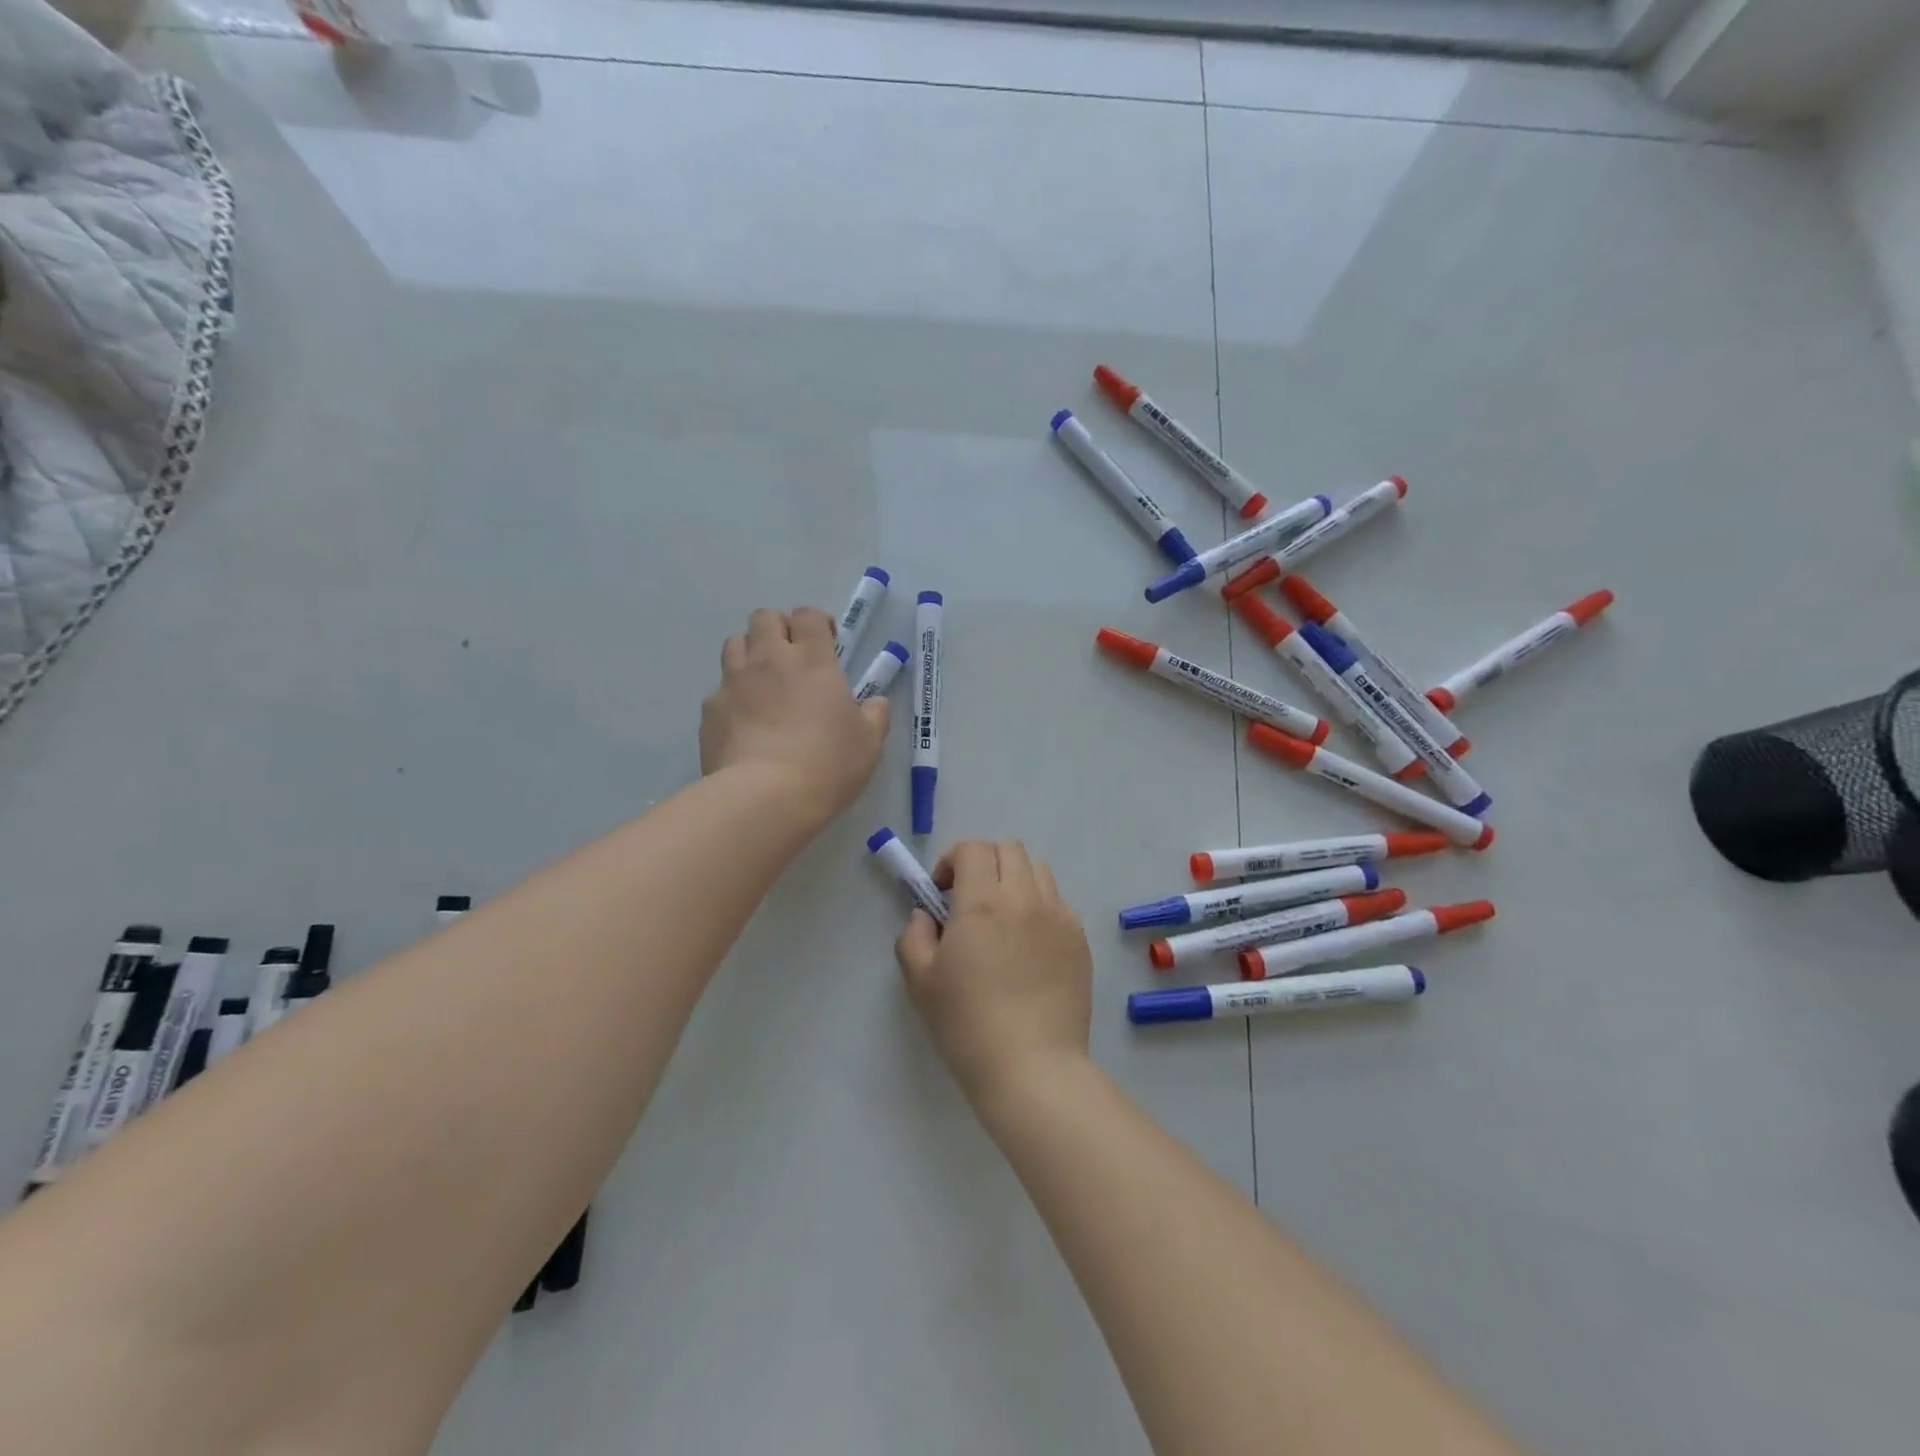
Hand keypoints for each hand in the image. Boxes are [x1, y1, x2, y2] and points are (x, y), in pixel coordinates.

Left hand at [701, 607, 887, 827]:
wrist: (764, 796)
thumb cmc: (827, 764)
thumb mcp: (869, 743)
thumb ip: (875, 715)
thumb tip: (874, 703)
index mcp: (812, 661)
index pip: (808, 616)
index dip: (817, 623)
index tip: (827, 643)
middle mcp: (769, 660)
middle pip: (764, 618)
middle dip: (779, 629)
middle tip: (792, 657)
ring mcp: (734, 682)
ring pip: (734, 644)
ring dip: (750, 653)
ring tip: (764, 682)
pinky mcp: (710, 710)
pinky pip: (719, 688)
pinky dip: (732, 695)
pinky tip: (744, 722)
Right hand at [895, 840, 1093, 1108]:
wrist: (1033, 1068)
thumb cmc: (968, 1024)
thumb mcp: (920, 982)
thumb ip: (914, 936)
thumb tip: (926, 916)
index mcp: (982, 901)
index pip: (973, 848)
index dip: (952, 860)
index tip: (942, 893)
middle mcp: (1024, 898)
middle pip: (1009, 849)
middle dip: (984, 863)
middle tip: (970, 900)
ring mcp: (1059, 916)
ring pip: (1038, 871)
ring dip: (1015, 880)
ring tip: (1003, 919)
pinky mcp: (1079, 940)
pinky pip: (1059, 903)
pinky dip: (1040, 907)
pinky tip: (1029, 946)